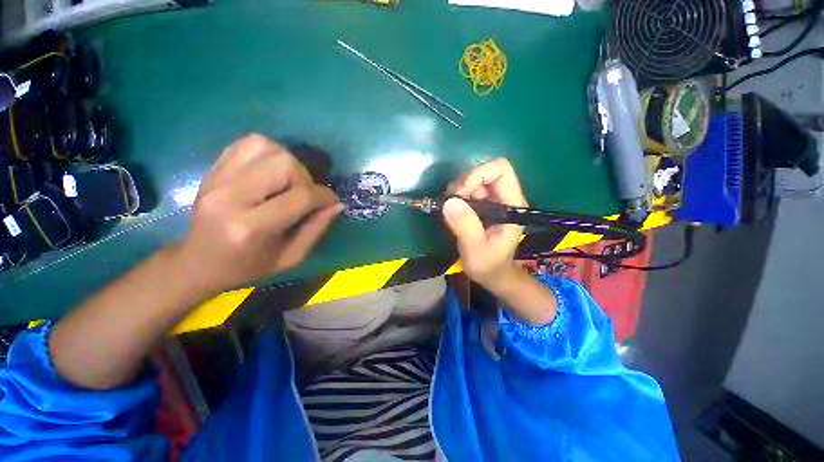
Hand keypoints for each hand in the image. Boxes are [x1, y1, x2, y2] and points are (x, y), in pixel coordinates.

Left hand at [174, 134, 342, 295]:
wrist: (199, 262)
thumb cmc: (248, 266)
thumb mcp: (291, 258)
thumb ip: (316, 229)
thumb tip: (336, 204)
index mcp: (250, 227)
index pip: (300, 196)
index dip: (324, 196)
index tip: (331, 201)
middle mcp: (230, 197)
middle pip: (283, 163)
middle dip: (304, 178)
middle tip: (304, 194)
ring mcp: (217, 178)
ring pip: (266, 146)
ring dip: (287, 162)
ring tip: (288, 182)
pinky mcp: (212, 169)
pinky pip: (248, 143)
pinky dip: (269, 152)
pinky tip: (272, 171)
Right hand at [442, 158, 527, 292]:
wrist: (492, 274)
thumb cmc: (489, 265)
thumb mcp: (476, 249)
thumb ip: (465, 226)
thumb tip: (449, 201)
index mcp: (512, 205)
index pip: (501, 170)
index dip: (478, 174)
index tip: (460, 193)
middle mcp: (504, 198)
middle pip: (484, 172)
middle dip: (463, 184)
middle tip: (450, 203)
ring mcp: (492, 201)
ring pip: (473, 180)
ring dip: (457, 191)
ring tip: (449, 210)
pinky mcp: (481, 206)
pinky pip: (467, 191)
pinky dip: (455, 197)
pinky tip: (451, 212)